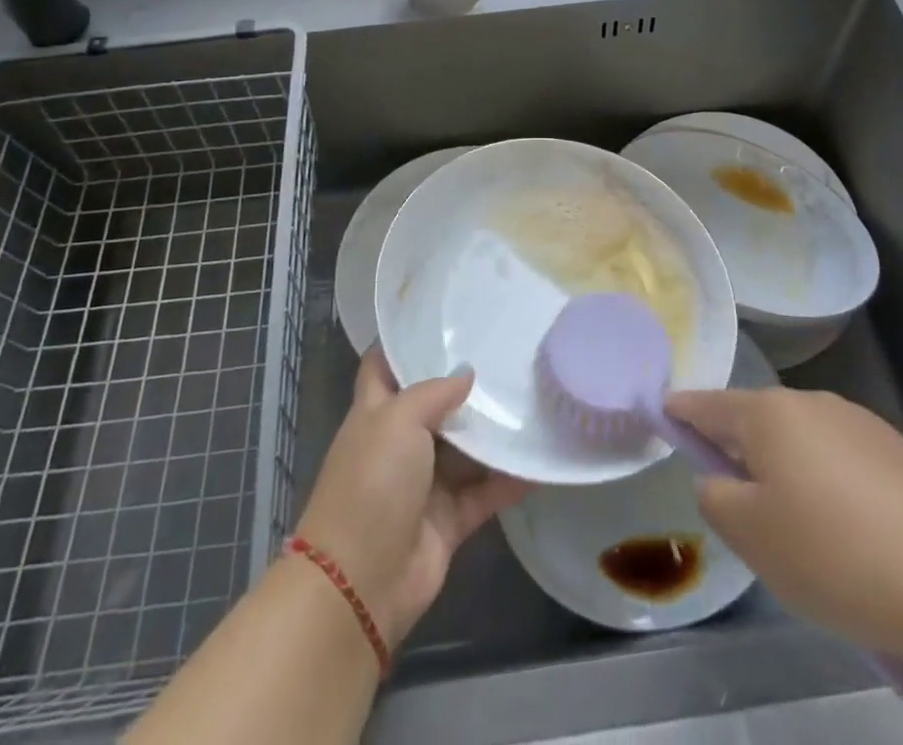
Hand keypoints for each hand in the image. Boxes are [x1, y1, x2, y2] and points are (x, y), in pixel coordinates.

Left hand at [296, 348, 531, 649]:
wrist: (361, 583)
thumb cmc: (371, 483)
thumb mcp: (397, 420)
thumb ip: (434, 392)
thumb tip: (466, 373)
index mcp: (375, 413)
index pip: (384, 366)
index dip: (405, 342)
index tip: (441, 318)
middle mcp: (399, 443)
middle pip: (434, 405)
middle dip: (465, 384)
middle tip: (507, 351)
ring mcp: (424, 483)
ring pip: (465, 448)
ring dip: (493, 431)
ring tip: (533, 396)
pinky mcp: (449, 520)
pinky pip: (485, 492)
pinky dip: (511, 479)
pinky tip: (541, 460)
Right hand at [666, 387, 902, 694]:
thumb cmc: (836, 554)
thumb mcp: (752, 537)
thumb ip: (715, 497)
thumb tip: (718, 477)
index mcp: (767, 413)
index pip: (705, 403)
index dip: (679, 412)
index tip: (661, 419)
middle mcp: (809, 402)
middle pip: (755, 421)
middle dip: (739, 453)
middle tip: (741, 510)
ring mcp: (857, 421)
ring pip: (799, 441)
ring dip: (786, 472)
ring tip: (802, 534)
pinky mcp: (897, 450)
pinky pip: (839, 459)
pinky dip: (828, 485)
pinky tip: (849, 534)